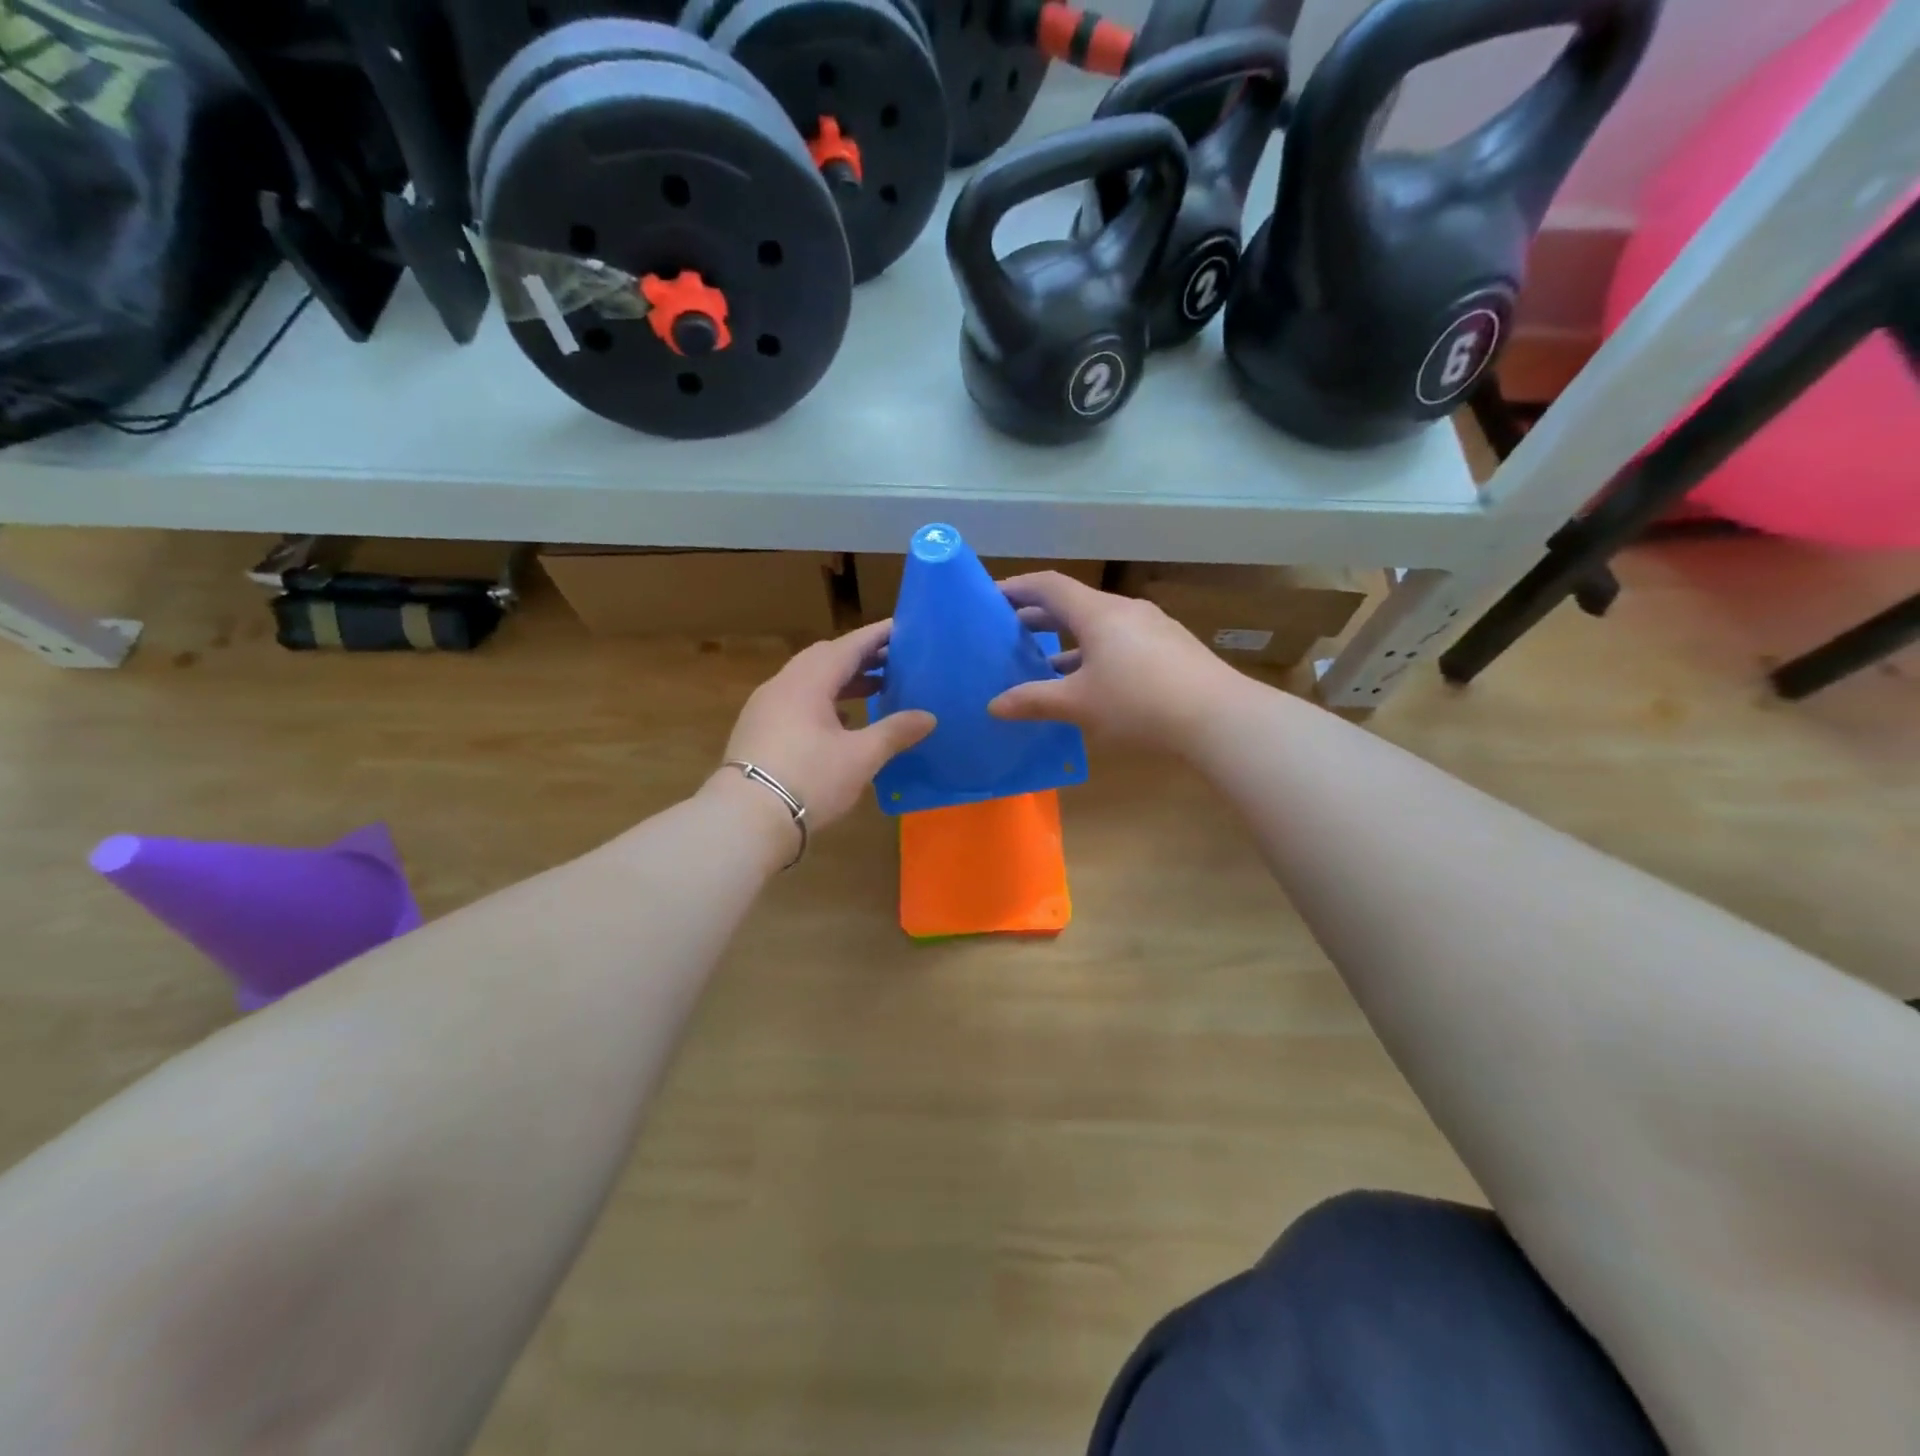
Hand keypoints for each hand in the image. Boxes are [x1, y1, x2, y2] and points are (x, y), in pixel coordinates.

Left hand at [719, 619, 935, 830]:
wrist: (746, 819)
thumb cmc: (809, 779)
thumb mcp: (861, 757)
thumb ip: (895, 732)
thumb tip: (929, 717)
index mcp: (808, 681)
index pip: (848, 646)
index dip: (876, 636)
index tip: (901, 628)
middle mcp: (783, 685)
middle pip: (825, 658)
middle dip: (860, 658)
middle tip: (893, 661)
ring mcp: (765, 707)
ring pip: (809, 681)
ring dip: (842, 681)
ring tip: (875, 689)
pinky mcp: (758, 730)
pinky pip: (796, 701)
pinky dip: (823, 701)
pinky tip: (841, 721)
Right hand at [989, 572, 1239, 750]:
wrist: (1219, 718)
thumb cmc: (1139, 703)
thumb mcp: (1079, 704)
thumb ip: (1034, 701)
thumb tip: (994, 705)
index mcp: (1098, 613)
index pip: (1049, 586)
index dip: (1017, 588)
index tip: (991, 598)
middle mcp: (1125, 611)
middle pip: (1073, 604)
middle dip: (1039, 617)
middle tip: (1009, 633)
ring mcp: (1152, 628)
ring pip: (1099, 625)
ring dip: (1068, 640)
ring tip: (1043, 663)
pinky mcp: (1171, 650)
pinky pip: (1121, 641)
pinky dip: (1095, 653)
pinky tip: (1090, 683)